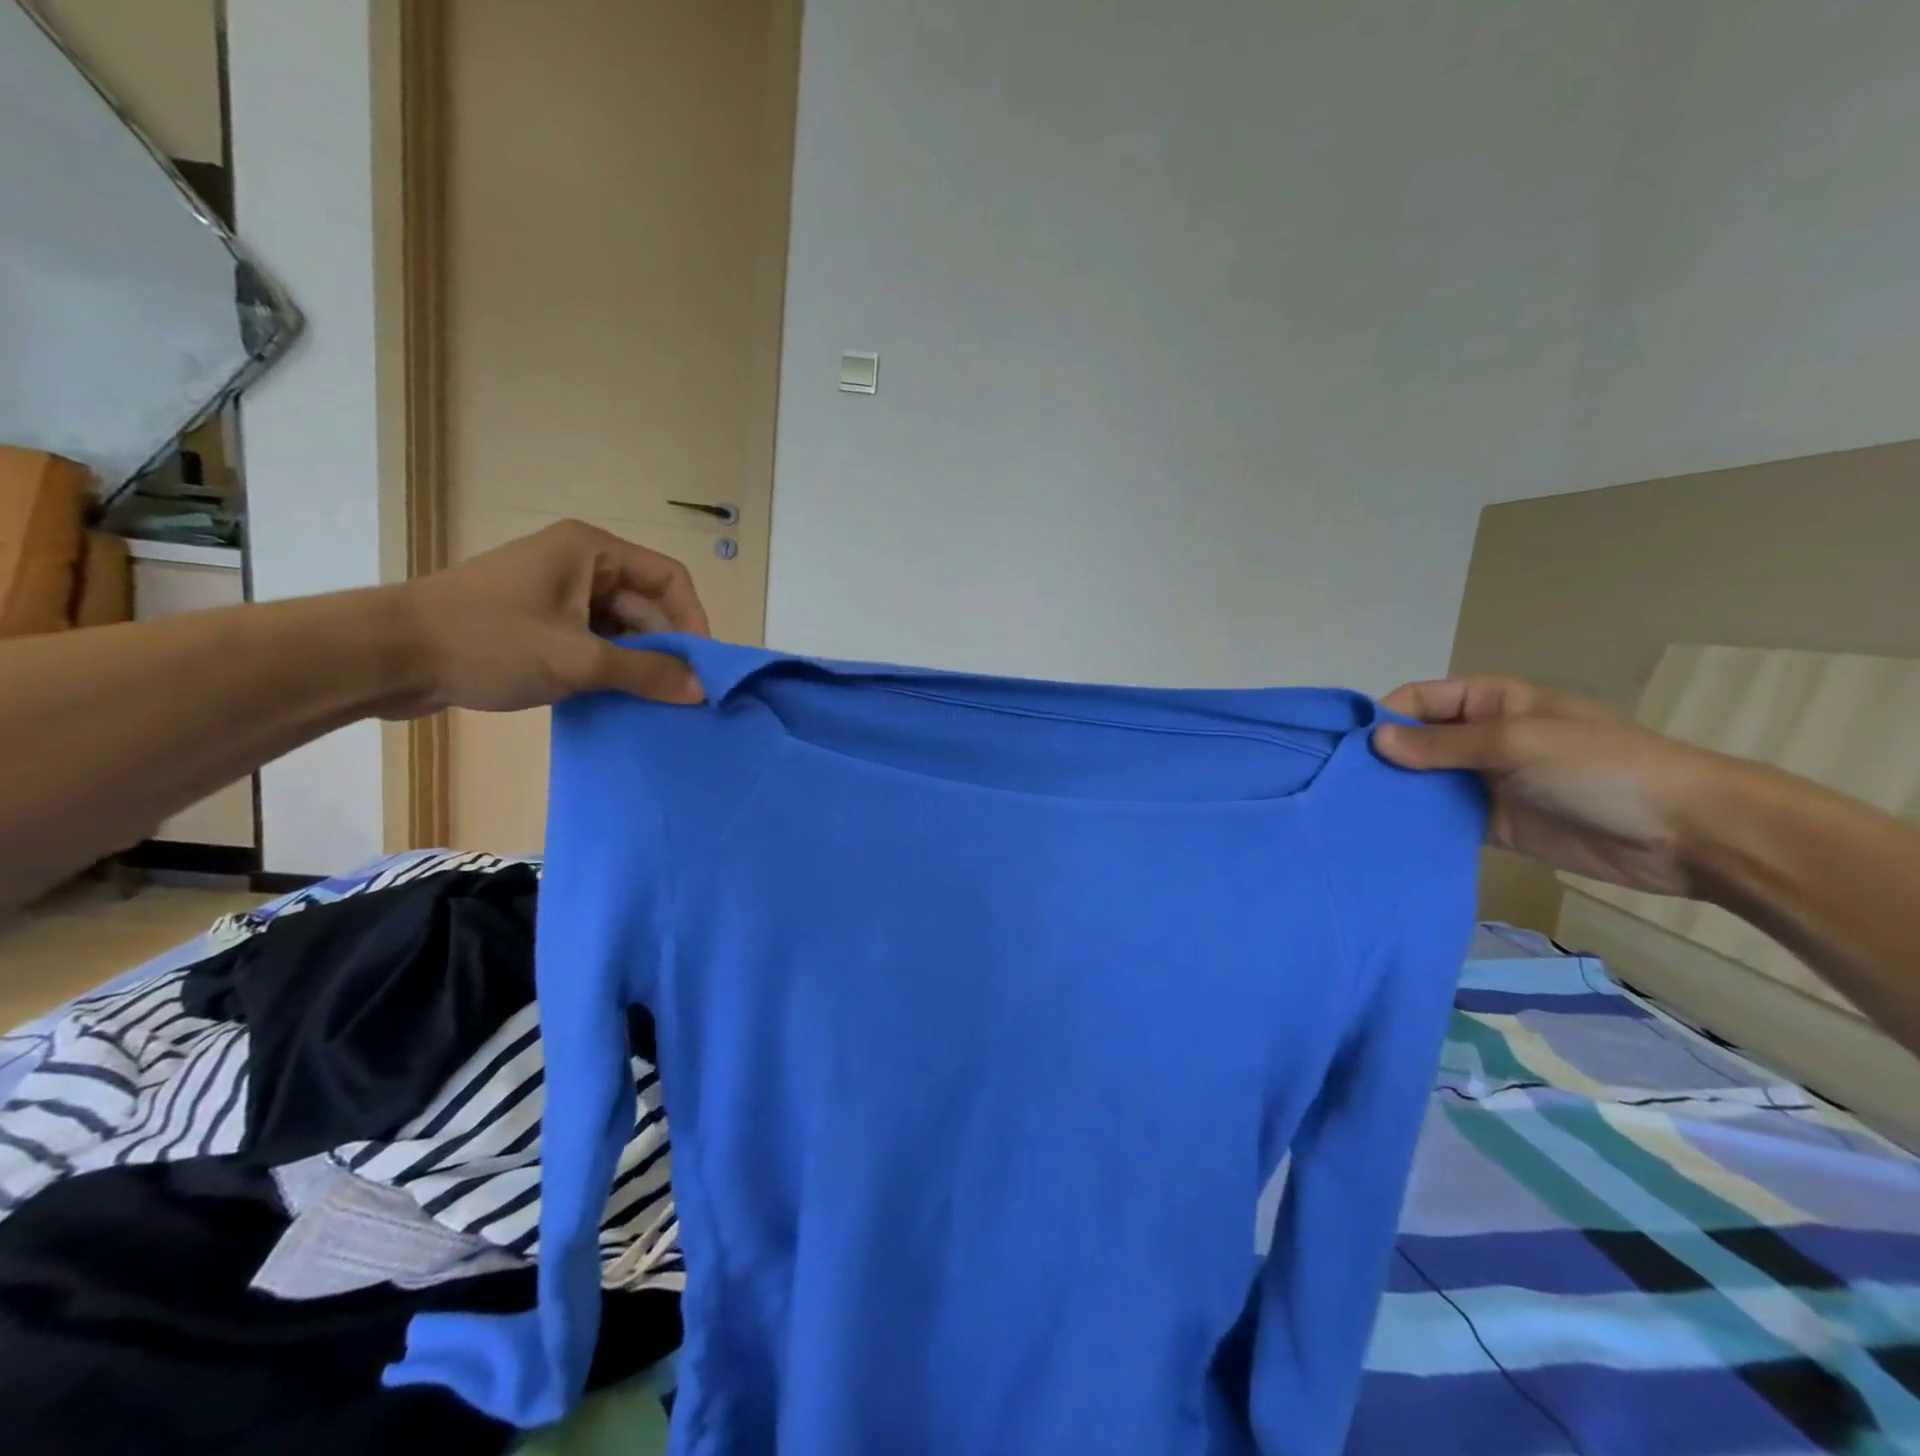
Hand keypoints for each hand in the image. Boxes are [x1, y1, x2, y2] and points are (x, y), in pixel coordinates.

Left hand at [385, 520, 710, 715]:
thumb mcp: (578, 660)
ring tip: (650, 700)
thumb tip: (703, 690)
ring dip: (637, 661)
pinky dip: (608, 666)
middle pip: (645, 604)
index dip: (693, 621)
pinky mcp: (536, 620)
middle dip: (665, 647)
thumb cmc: (489, 642)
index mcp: (591, 550)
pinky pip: (591, 639)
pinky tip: (615, 697)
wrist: (387, 656)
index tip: (701, 667)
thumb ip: (646, 673)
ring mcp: (555, 591)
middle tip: (680, 693)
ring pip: (619, 625)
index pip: (669, 579)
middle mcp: (579, 563)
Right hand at [1372, 676, 1743, 897]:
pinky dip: (1416, 825)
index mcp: (1491, 703)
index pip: (1418, 701)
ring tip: (1349, 813)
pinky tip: (1384, 836)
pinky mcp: (1493, 825)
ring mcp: (1486, 783)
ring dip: (1394, 794)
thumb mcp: (1519, 743)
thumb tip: (1374, 742)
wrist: (1688, 835)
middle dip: (1380, 760)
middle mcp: (1481, 739)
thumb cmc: (1604, 768)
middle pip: (1414, 743)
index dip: (1382, 719)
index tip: (1344, 748)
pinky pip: (1442, 820)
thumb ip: (1444, 745)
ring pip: (1423, 782)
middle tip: (1336, 785)